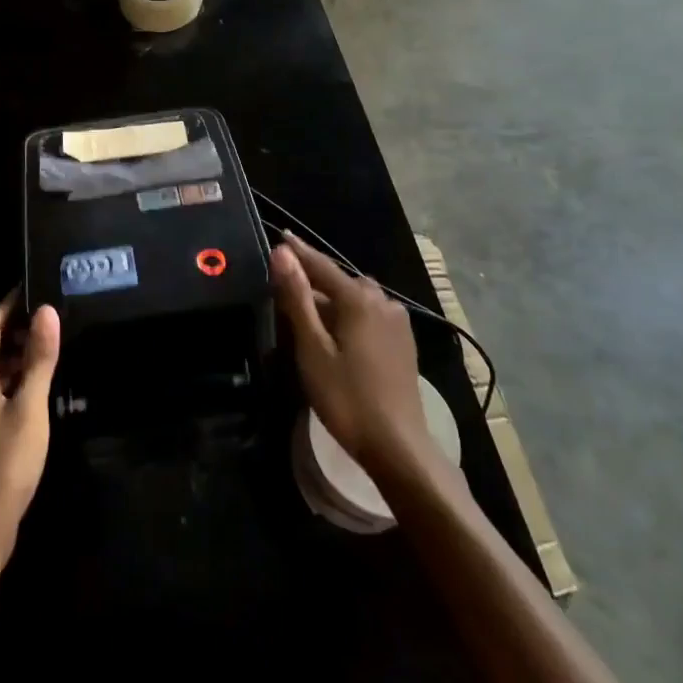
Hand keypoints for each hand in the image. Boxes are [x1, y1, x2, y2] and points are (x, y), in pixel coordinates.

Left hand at [0, 291, 59, 568]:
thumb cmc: (5, 463)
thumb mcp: (31, 407)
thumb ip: (39, 358)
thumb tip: (47, 310)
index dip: (13, 303)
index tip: (40, 287)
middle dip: (11, 325)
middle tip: (46, 320)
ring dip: (9, 350)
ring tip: (45, 348)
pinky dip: (6, 373)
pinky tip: (31, 384)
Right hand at [271, 233, 434, 483]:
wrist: (398, 446)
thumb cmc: (347, 397)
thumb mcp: (312, 347)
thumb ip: (297, 297)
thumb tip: (282, 252)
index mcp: (358, 299)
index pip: (321, 264)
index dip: (298, 252)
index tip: (280, 235)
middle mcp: (382, 301)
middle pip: (339, 281)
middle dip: (313, 280)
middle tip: (285, 286)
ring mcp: (397, 323)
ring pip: (356, 299)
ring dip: (332, 300)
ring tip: (306, 313)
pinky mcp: (403, 343)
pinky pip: (369, 316)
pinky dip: (349, 316)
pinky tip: (337, 334)